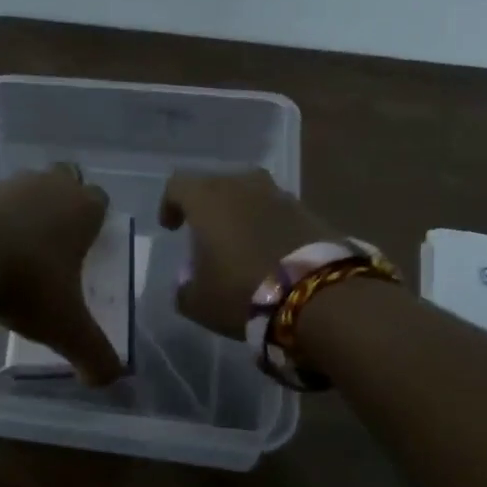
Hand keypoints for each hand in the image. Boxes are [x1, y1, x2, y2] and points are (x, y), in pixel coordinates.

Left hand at [0, 164, 123, 385]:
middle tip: (54, 245)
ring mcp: (6, 184)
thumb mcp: (66, 328)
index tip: (86, 249)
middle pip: (64, 182)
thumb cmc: (26, 285)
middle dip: (62, 206)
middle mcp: (48, 186)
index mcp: (81, 208)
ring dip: (25, 212)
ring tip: (16, 253)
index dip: (96, 221)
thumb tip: (110, 380)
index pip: (100, 200)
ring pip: (26, 189)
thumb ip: (95, 355)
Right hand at [157, 169, 337, 337]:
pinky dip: (268, 224)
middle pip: (216, 184)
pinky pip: (277, 210)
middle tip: (205, 233)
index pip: (178, 185)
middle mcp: (243, 186)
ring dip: (240, 212)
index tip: (171, 228)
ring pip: (250, 193)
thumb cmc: (242, 292)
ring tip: (239, 240)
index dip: (170, 204)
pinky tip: (269, 250)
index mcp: (208, 200)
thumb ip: (185, 288)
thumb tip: (188, 283)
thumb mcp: (198, 302)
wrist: (316, 295)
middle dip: (206, 205)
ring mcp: (279, 195)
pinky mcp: (309, 211)